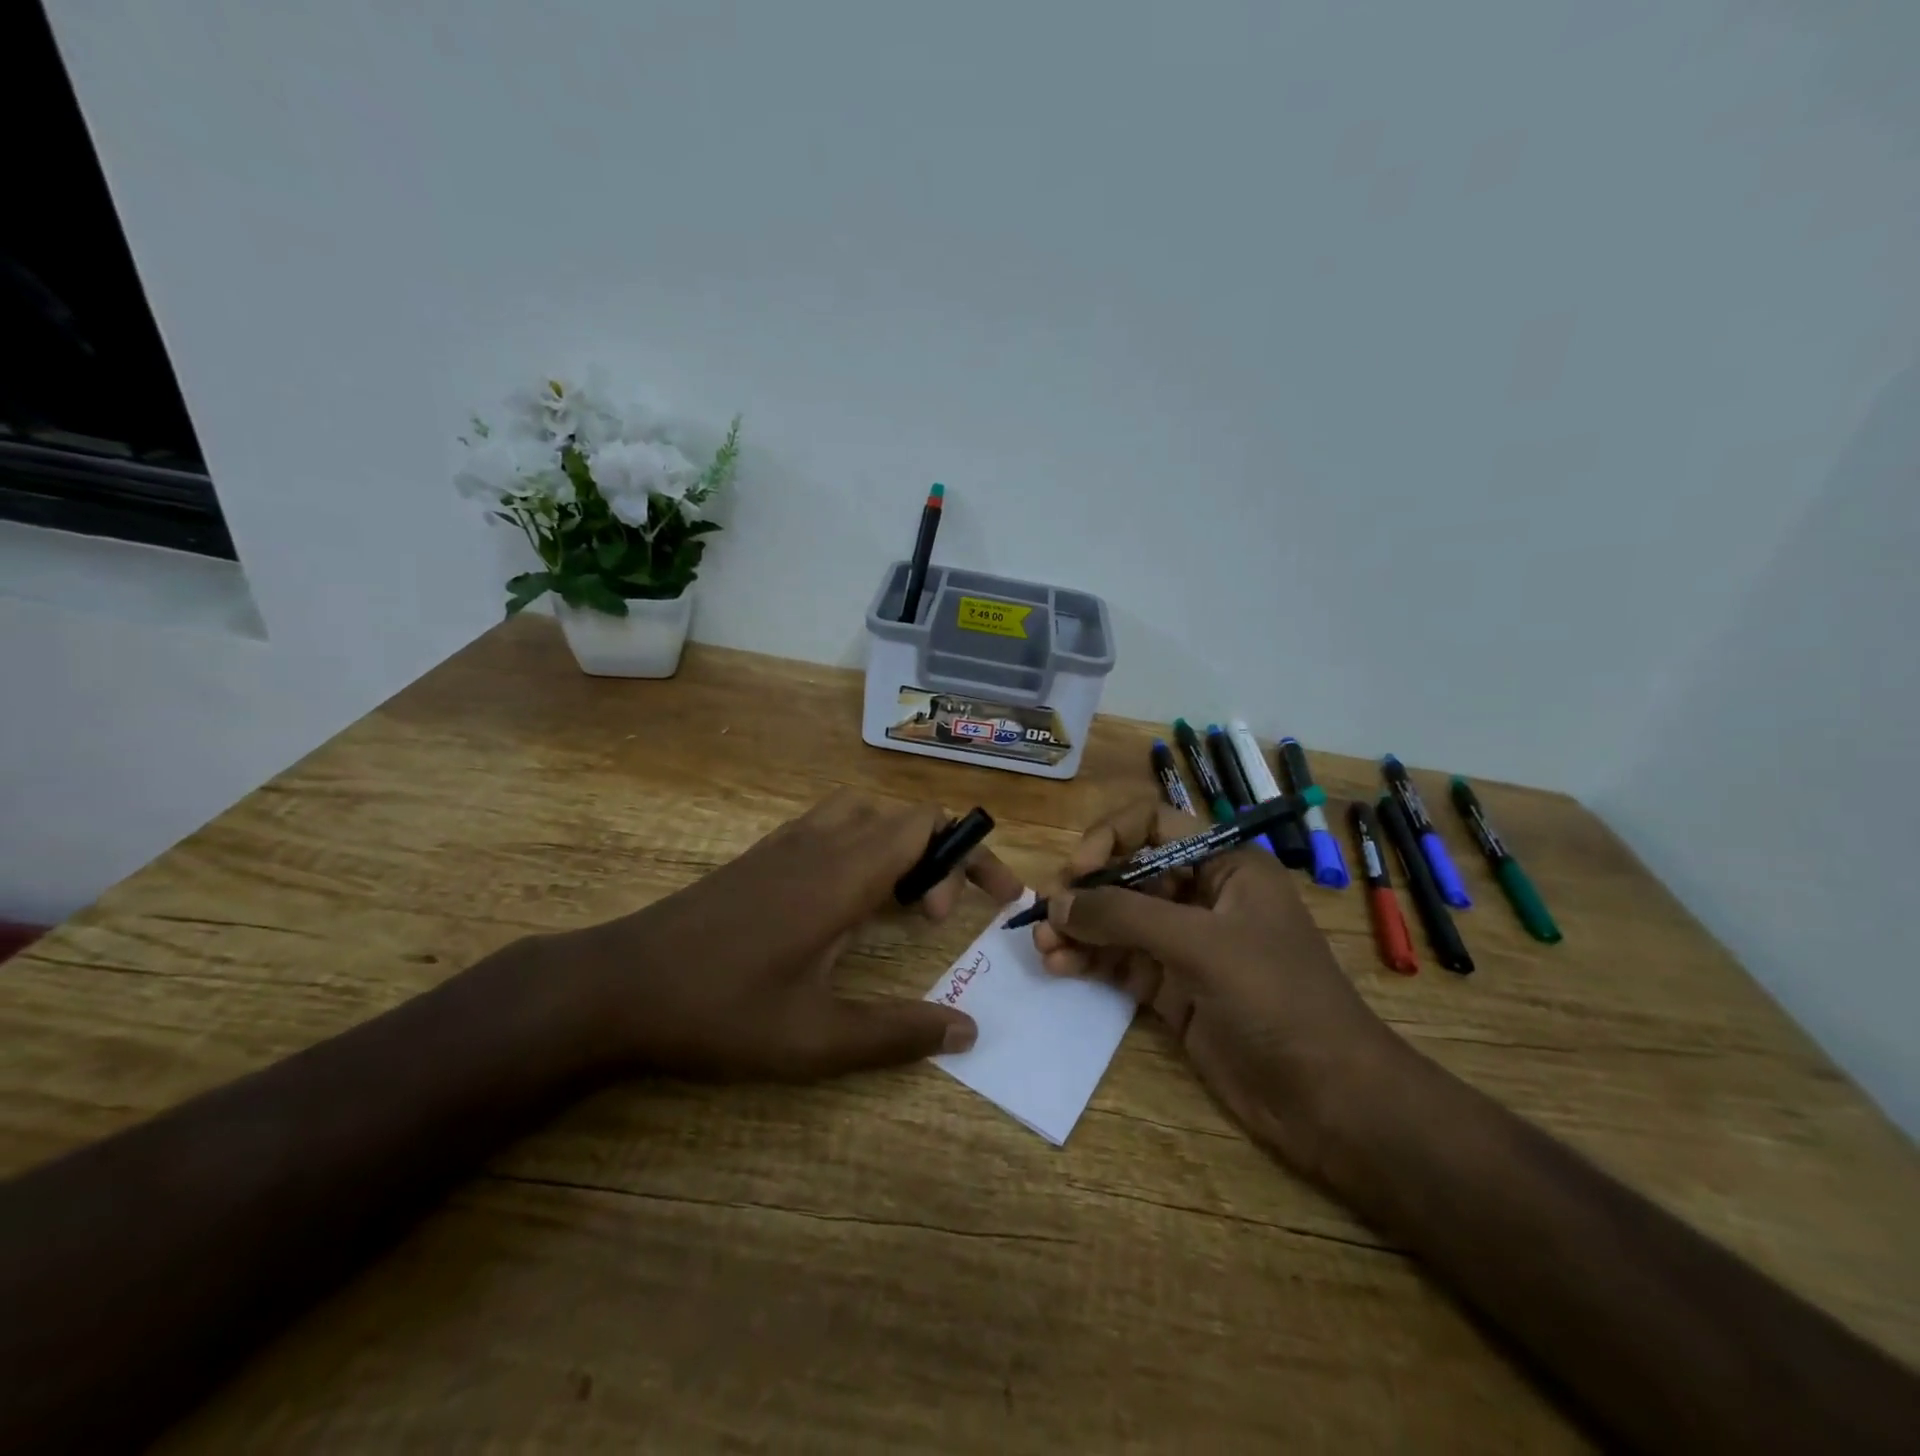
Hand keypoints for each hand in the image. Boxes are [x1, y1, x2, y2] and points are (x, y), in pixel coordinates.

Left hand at [556, 791, 1023, 1079]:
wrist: (618, 986)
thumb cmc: (720, 1011)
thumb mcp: (815, 1040)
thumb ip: (897, 1034)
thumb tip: (968, 1031)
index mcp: (844, 874)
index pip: (926, 826)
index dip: (970, 853)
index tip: (993, 899)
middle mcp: (821, 843)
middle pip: (903, 816)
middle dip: (941, 854)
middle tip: (938, 918)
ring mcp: (786, 843)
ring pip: (865, 813)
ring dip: (898, 845)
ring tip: (900, 902)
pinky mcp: (762, 855)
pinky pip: (831, 826)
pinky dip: (862, 847)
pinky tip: (846, 902)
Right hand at [1033, 799, 1404, 1173]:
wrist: (1329, 1099)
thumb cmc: (1277, 999)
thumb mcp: (1200, 945)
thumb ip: (1124, 917)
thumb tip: (1056, 904)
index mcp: (1223, 864)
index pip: (1153, 825)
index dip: (1111, 838)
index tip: (1079, 871)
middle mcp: (1201, 896)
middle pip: (1127, 874)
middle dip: (1085, 892)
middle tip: (1047, 915)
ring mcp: (1185, 944)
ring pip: (1117, 921)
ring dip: (1079, 929)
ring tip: (1043, 947)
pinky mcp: (1173, 988)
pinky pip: (1120, 962)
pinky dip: (1089, 961)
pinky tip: (1060, 967)